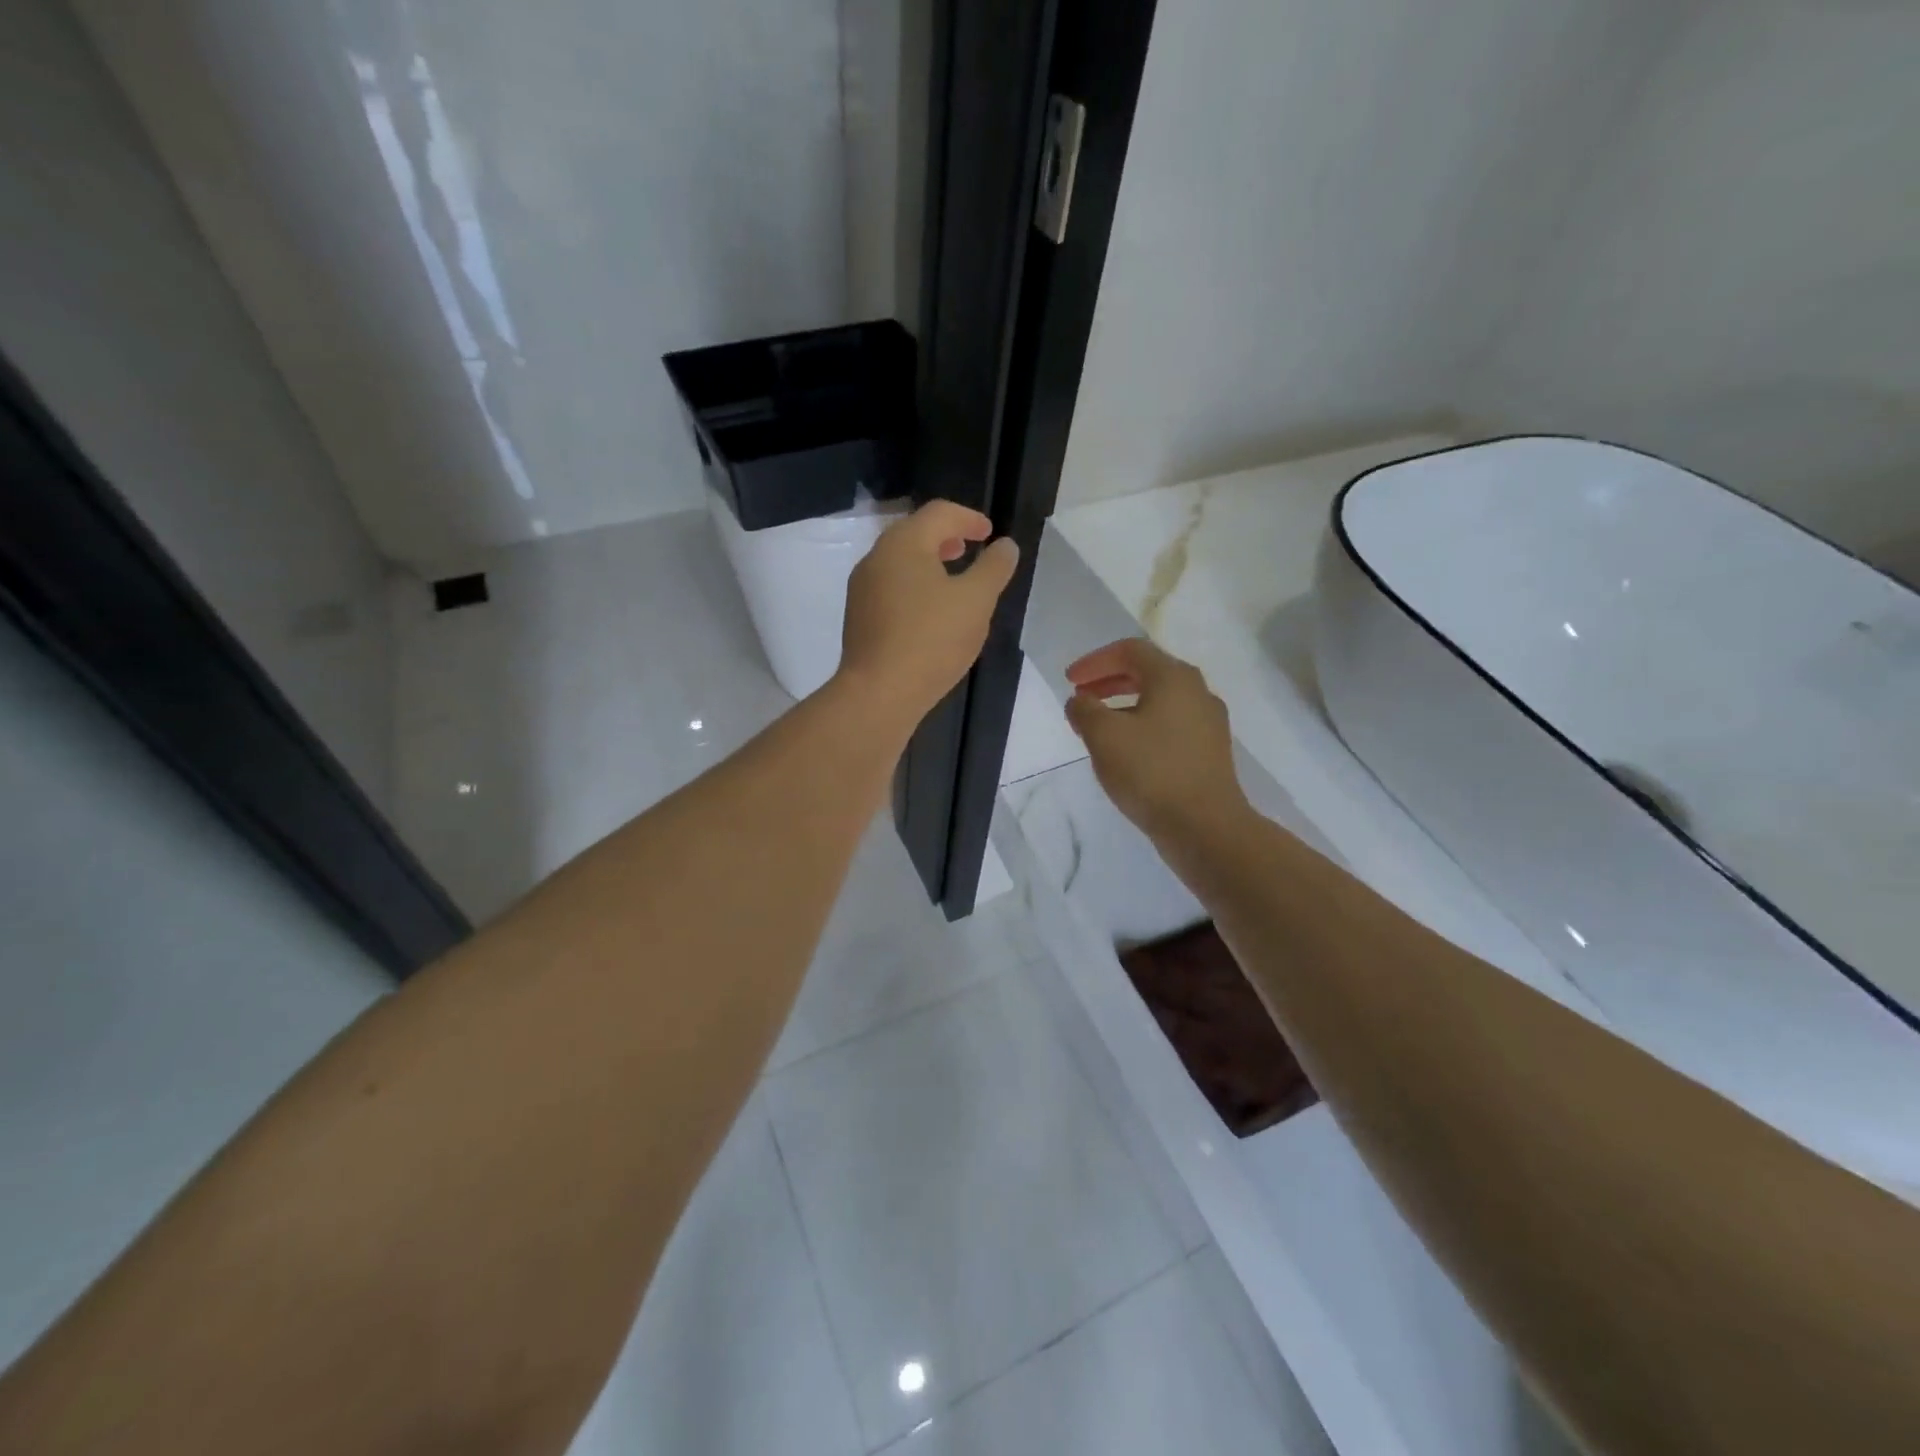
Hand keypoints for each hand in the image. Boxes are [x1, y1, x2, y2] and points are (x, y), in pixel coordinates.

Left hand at [836, 499, 1020, 730]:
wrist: (878, 693)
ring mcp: (862, 589)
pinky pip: (891, 588)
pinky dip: (915, 586)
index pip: (939, 513)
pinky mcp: (858, 617)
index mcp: (903, 543)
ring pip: (900, 562)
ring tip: (953, 580)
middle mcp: (876, 558)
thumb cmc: (931, 640)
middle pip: (914, 533)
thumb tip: (1005, 546)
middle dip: (946, 537)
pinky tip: (930, 612)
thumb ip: (994, 568)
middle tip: (970, 549)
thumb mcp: (976, 601)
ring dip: (929, 562)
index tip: (990, 533)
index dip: (969, 518)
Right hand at [1064, 638, 1248, 839]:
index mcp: (1174, 678)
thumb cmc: (1151, 772)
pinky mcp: (1210, 750)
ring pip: (1160, 699)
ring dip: (1124, 704)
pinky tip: (1127, 750)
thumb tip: (1080, 701)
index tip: (1070, 680)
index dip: (1094, 661)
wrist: (1205, 826)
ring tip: (1099, 725)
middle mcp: (1197, 691)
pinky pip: (1171, 724)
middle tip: (1081, 696)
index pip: (1130, 651)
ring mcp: (1208, 722)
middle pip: (1148, 671)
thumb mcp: (1104, 737)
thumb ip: (1085, 710)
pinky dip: (1143, 724)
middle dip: (1109, 680)